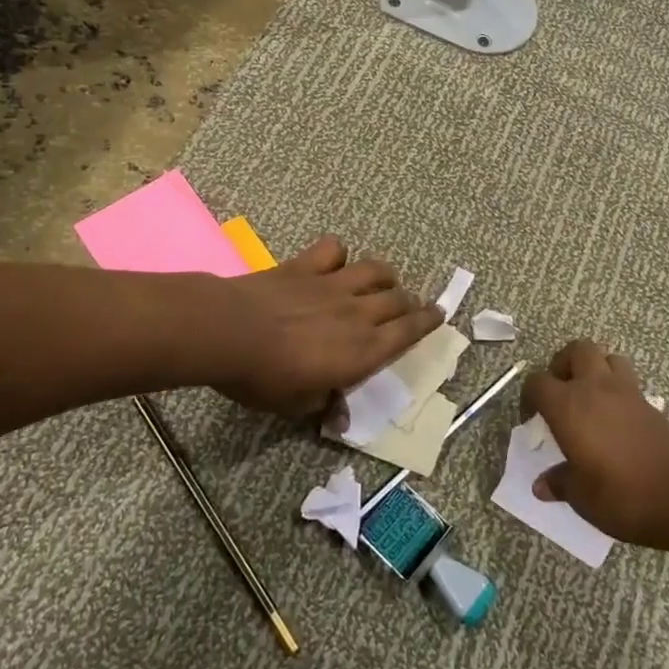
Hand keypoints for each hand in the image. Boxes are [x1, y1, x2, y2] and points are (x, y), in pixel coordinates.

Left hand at [207, 236, 442, 417]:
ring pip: (375, 270)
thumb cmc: (265, 378)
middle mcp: (358, 312)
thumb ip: (324, 405)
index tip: (438, 315)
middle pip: (398, 299)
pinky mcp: (307, 266)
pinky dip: (338, 254)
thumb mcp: (297, 405)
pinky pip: (334, 249)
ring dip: (385, 275)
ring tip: (382, 282)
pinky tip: (333, 262)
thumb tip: (338, 419)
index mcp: (363, 350)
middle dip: (409, 303)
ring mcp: (333, 284)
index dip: (427, 323)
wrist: (230, 333)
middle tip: (408, 307)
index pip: (408, 333)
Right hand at [525, 340, 668, 548]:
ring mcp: (626, 392)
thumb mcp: (582, 497)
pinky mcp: (651, 403)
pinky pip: (629, 380)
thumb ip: (560, 484)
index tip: (532, 420)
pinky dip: (618, 389)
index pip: (537, 382)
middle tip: (561, 392)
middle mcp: (594, 388)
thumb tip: (542, 486)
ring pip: (607, 357)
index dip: (529, 397)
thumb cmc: (622, 495)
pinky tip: (616, 418)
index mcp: (568, 406)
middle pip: (576, 349)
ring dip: (595, 369)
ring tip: (590, 398)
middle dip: (564, 364)